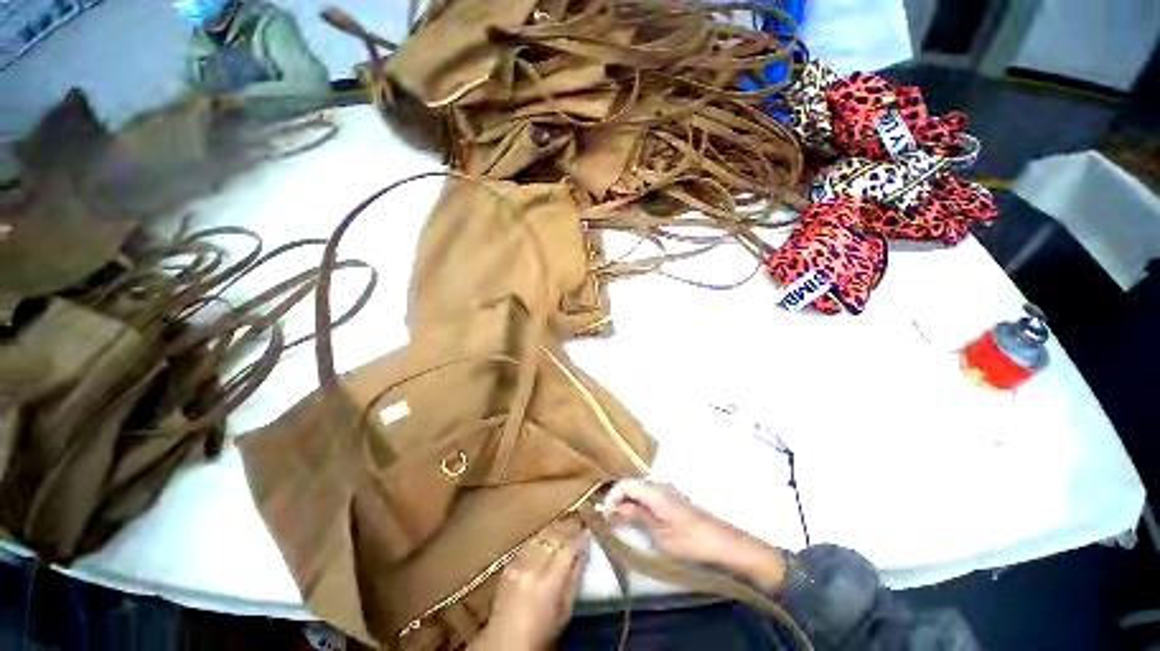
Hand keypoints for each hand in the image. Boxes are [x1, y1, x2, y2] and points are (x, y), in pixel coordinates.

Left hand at [470, 518, 588, 650]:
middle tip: (579, 522)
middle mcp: (531, 568)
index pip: (567, 549)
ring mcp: (517, 565)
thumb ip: (574, 578)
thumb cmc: (542, 632)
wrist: (506, 643)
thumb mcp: (565, 610)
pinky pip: (528, 543)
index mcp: (548, 583)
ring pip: (539, 535)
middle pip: (552, 537)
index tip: (588, 531)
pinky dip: (540, 537)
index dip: (579, 538)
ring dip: (554, 528)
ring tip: (565, 525)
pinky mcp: (509, 565)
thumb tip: (583, 552)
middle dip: (567, 527)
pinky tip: (547, 536)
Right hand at [606, 481, 785, 591]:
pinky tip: (639, 522)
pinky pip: (650, 499)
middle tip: (609, 521)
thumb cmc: (689, 541)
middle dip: (618, 501)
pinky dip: (640, 508)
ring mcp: (668, 493)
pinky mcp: (674, 502)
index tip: (604, 515)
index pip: (625, 485)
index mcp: (654, 490)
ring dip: (629, 505)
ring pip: (640, 493)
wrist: (724, 544)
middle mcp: (659, 486)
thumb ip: (635, 517)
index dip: (611, 497)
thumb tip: (613, 508)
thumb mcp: (658, 533)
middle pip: (632, 487)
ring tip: (621, 523)